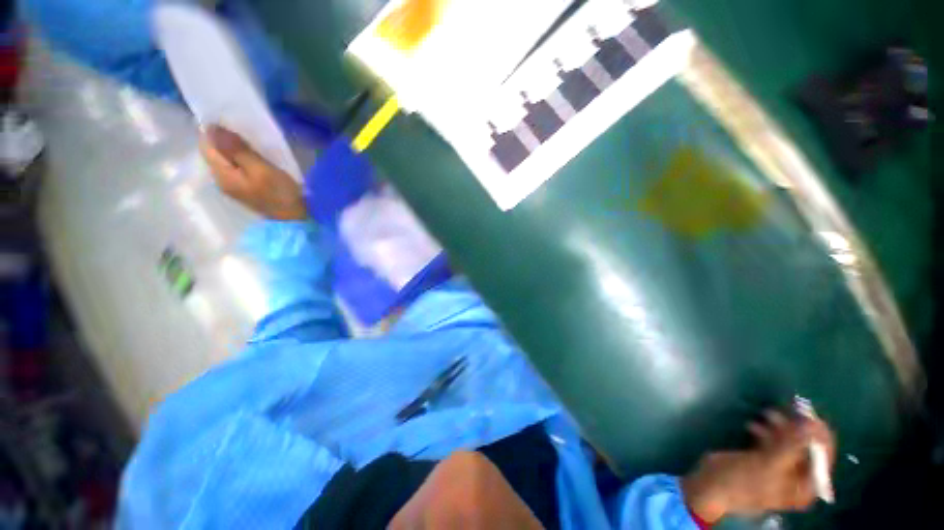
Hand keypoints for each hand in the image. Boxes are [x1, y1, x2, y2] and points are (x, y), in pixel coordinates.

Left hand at [199, 126, 307, 220]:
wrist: (295, 218)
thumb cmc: (280, 193)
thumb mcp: (261, 169)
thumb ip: (236, 150)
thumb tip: (212, 128)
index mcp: (222, 175)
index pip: (206, 145)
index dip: (216, 131)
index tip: (234, 123)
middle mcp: (221, 180)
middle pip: (214, 152)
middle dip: (225, 139)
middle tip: (248, 133)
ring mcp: (232, 185)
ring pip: (225, 159)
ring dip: (235, 148)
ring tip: (254, 144)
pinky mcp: (244, 188)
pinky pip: (235, 167)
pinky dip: (242, 158)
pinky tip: (256, 158)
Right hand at [682, 411, 835, 522]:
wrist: (710, 485)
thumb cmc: (742, 480)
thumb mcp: (767, 465)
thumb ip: (792, 447)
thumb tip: (812, 425)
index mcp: (804, 486)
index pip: (822, 457)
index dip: (818, 435)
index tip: (809, 414)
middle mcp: (797, 478)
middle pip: (806, 448)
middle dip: (796, 428)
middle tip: (786, 409)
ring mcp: (780, 469)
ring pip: (788, 442)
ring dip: (779, 427)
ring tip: (765, 413)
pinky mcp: (763, 461)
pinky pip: (772, 443)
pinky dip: (765, 431)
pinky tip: (751, 425)